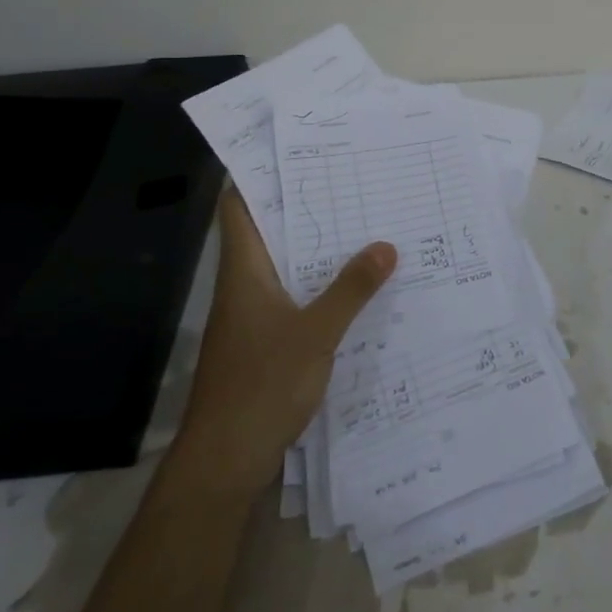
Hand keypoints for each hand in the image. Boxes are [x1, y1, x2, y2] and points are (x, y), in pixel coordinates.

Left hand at [176, 188, 396, 496]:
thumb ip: (351, 289)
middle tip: (350, 182)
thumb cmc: (261, 385)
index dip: (259, 176)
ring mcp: (252, 316)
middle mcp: (245, 285)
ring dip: (317, 248)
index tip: (297, 151)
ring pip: (285, 266)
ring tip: (362, 224)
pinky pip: (295, 298)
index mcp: (245, 271)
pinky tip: (355, 286)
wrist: (225, 460)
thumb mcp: (316, 333)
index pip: (240, 208)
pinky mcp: (265, 343)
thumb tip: (386, 244)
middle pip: (270, 232)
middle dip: (306, 207)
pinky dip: (320, 285)